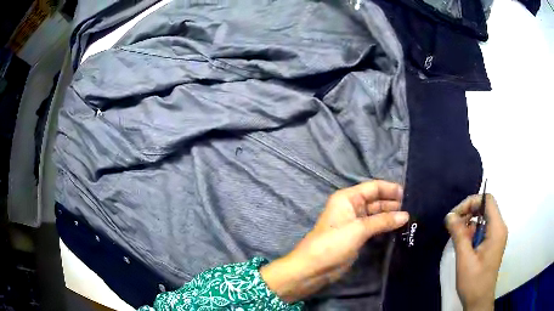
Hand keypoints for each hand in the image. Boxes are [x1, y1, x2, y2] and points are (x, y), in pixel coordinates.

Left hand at [261, 180, 408, 302]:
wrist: (314, 268)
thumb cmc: (333, 243)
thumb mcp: (359, 229)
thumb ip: (383, 221)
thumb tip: (406, 215)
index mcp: (348, 198)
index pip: (374, 187)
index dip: (390, 189)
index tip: (408, 195)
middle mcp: (352, 206)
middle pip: (377, 200)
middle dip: (393, 204)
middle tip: (413, 209)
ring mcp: (355, 222)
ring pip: (377, 214)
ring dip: (391, 216)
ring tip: (409, 219)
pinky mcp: (357, 236)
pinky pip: (375, 227)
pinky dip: (385, 227)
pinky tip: (398, 228)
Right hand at [445, 194, 507, 310]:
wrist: (479, 300)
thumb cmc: (473, 281)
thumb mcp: (464, 259)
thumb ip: (459, 235)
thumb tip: (450, 216)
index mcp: (497, 229)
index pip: (487, 200)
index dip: (471, 202)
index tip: (455, 215)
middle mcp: (499, 228)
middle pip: (485, 207)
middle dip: (468, 212)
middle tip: (453, 225)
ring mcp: (496, 235)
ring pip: (483, 217)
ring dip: (469, 223)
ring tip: (457, 237)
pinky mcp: (492, 242)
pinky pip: (482, 228)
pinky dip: (472, 231)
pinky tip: (464, 244)